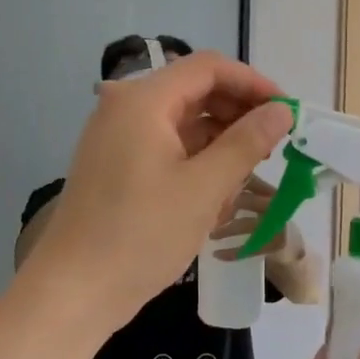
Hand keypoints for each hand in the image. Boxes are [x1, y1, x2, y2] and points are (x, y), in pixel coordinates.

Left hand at [22, 52, 293, 331]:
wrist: (73, 290)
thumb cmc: (141, 235)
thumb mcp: (204, 188)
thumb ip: (246, 143)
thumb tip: (281, 112)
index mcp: (143, 100)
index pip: (208, 68)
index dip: (252, 83)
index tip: (286, 111)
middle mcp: (126, 107)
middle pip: (194, 91)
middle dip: (237, 114)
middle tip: (273, 145)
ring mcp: (117, 136)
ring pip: (182, 122)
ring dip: (219, 141)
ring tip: (247, 176)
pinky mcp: (116, 164)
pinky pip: (165, 146)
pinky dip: (195, 161)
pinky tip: (216, 194)